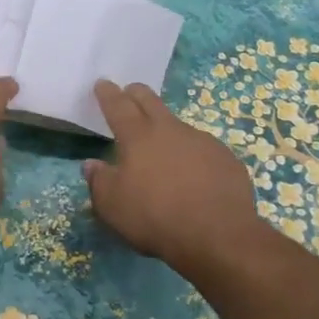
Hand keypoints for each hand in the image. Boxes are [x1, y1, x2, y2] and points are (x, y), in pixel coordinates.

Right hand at [82, 79, 271, 275]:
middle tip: (129, 92)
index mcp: (138, 138)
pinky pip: (203, 151)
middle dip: (137, 94)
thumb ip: (98, 181)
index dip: (108, 94)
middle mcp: (171, 131)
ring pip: (178, 127)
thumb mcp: (111, 206)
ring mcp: (203, 142)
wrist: (217, 235)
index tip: (102, 83)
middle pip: (151, 102)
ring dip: (166, 130)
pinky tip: (192, 175)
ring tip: (162, 147)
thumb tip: (91, 165)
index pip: (118, 106)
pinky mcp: (226, 160)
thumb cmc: (154, 217)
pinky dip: (192, 156)